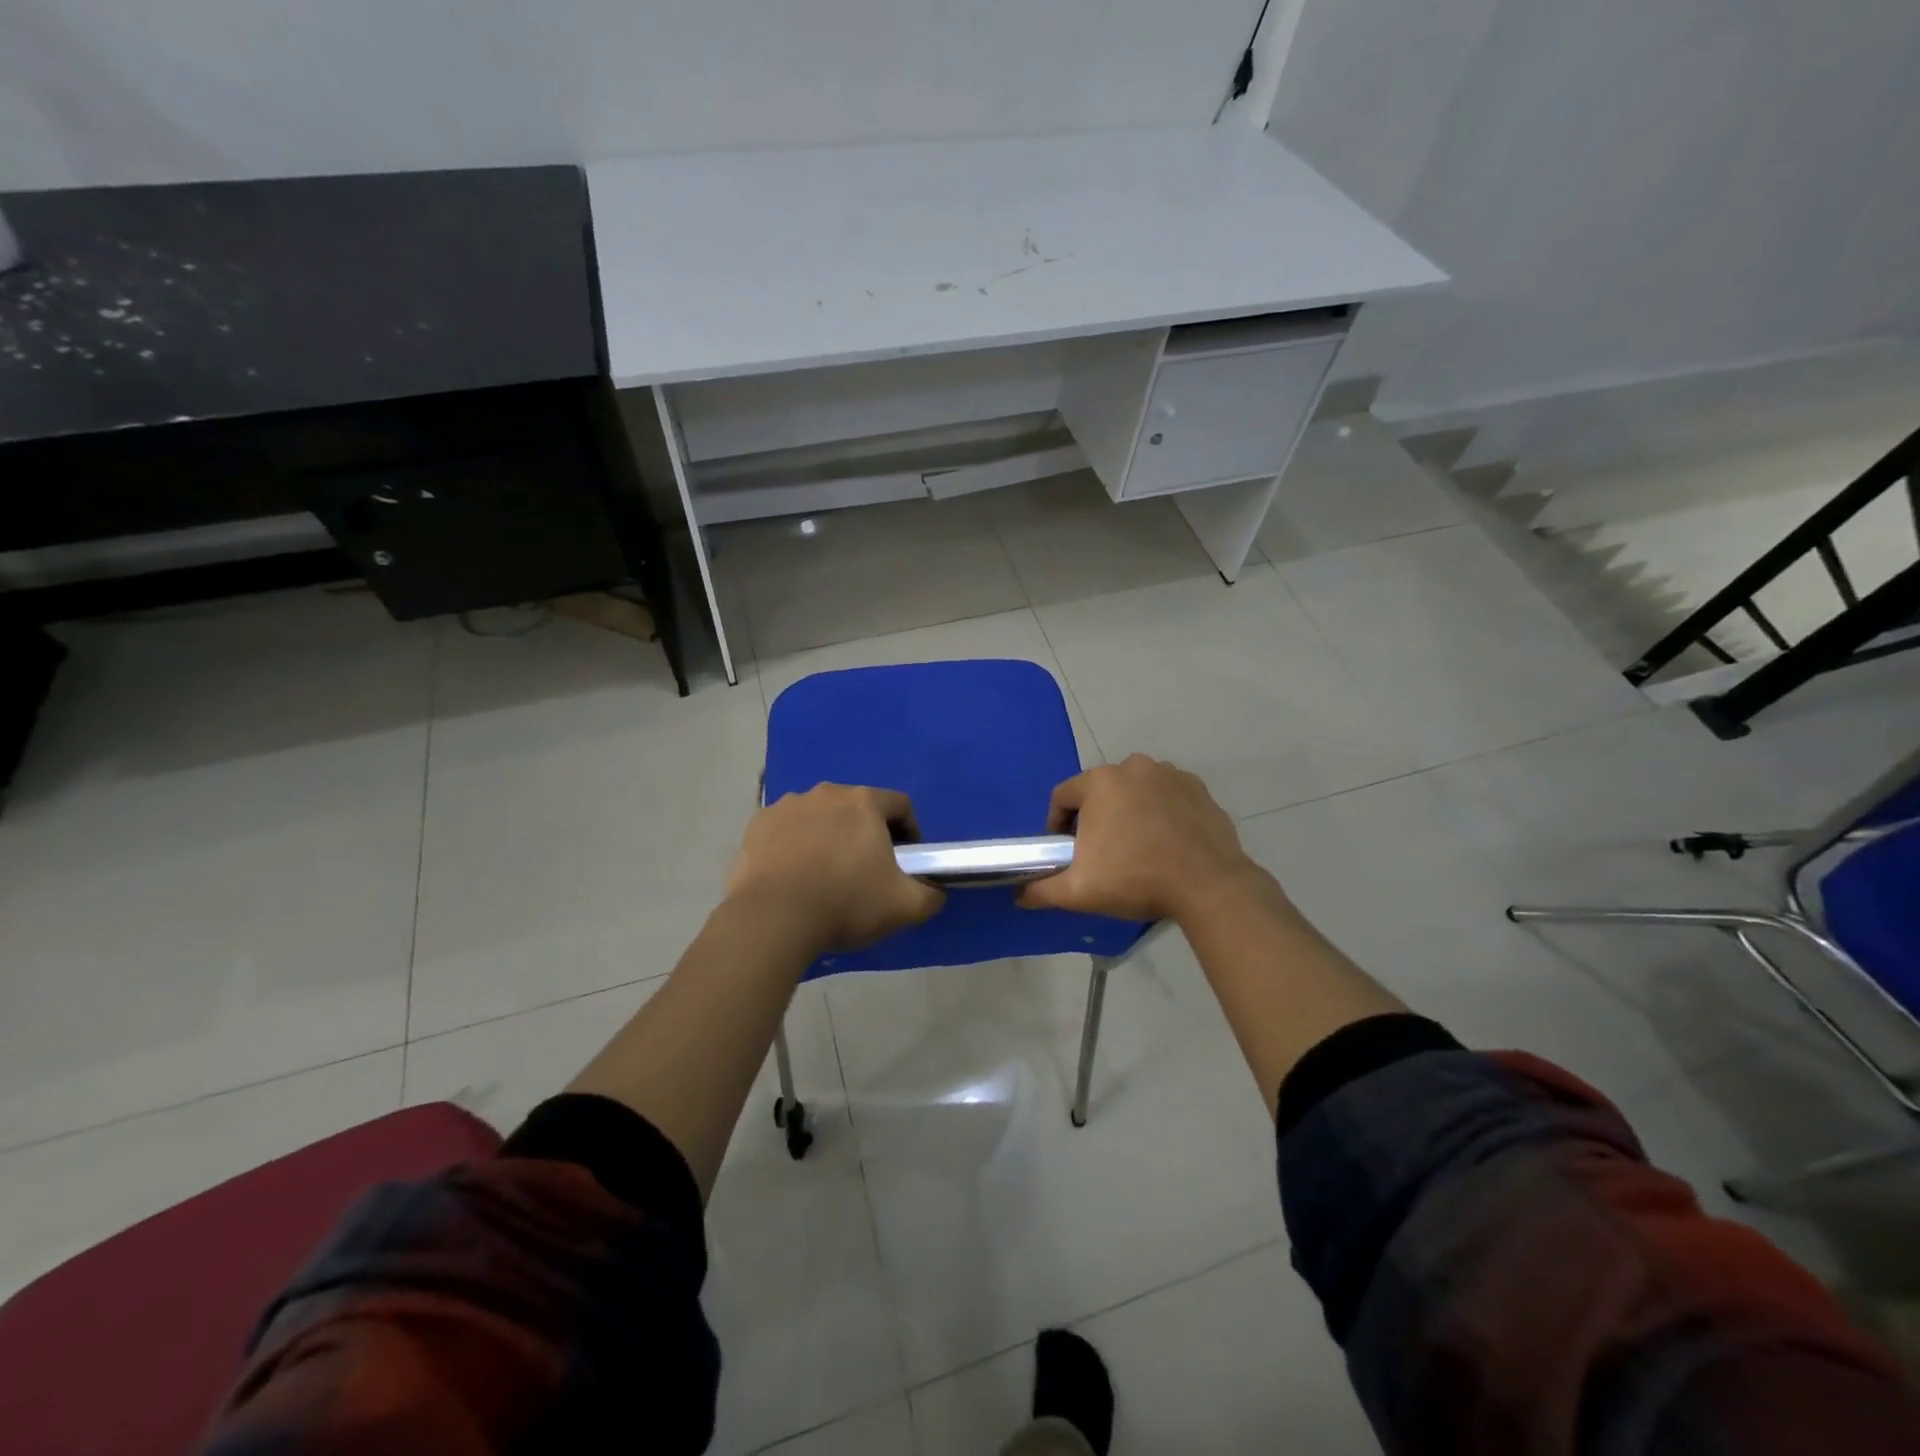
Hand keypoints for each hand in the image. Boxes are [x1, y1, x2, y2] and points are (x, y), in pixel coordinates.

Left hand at [726, 784, 944, 952]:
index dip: (910, 831)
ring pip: (820, 816)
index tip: (906, 860)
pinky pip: (786, 829)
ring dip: (828, 836)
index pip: (900, 805)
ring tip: (824, 874)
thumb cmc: (846, 904)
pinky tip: (793, 875)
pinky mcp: (758, 824)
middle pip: (857, 808)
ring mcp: (788, 805)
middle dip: (866, 833)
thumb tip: (935, 892)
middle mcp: (827, 792)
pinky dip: (794, 844)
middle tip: (866, 870)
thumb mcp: (905, 907)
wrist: (773, 919)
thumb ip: (930, 895)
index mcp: (865, 802)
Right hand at [1018, 755, 1265, 922]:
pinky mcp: (1197, 787)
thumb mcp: (1080, 891)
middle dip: (1095, 817)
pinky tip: (1166, 840)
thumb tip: (1019, 896)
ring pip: (1134, 790)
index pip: (1063, 797)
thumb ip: (1043, 890)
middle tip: (1101, 853)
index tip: (1066, 850)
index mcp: (1100, 782)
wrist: (1208, 885)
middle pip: (1100, 791)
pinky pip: (1166, 795)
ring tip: (1136, 847)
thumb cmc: (1137, 879)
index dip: (1057, 825)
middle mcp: (1132, 766)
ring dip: (1128, 811)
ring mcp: (1169, 773)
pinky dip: (1160, 811)